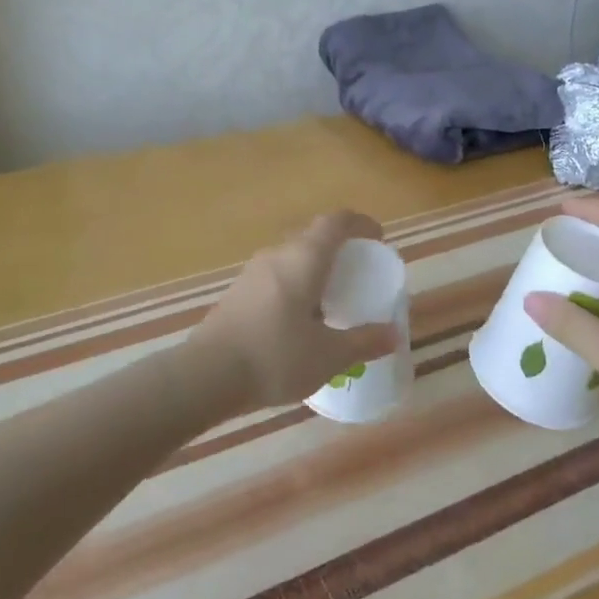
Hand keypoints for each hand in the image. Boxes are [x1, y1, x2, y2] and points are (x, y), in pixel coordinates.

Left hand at [186, 211, 399, 411]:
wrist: (206, 375)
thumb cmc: (275, 357)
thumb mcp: (329, 355)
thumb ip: (363, 341)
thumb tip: (392, 334)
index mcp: (304, 259)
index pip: (336, 222)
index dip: (360, 224)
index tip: (378, 238)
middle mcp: (278, 255)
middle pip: (313, 237)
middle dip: (339, 248)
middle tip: (358, 272)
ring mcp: (252, 272)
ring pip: (292, 257)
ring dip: (314, 267)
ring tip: (331, 296)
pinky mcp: (237, 292)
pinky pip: (275, 276)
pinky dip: (295, 284)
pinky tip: (299, 318)